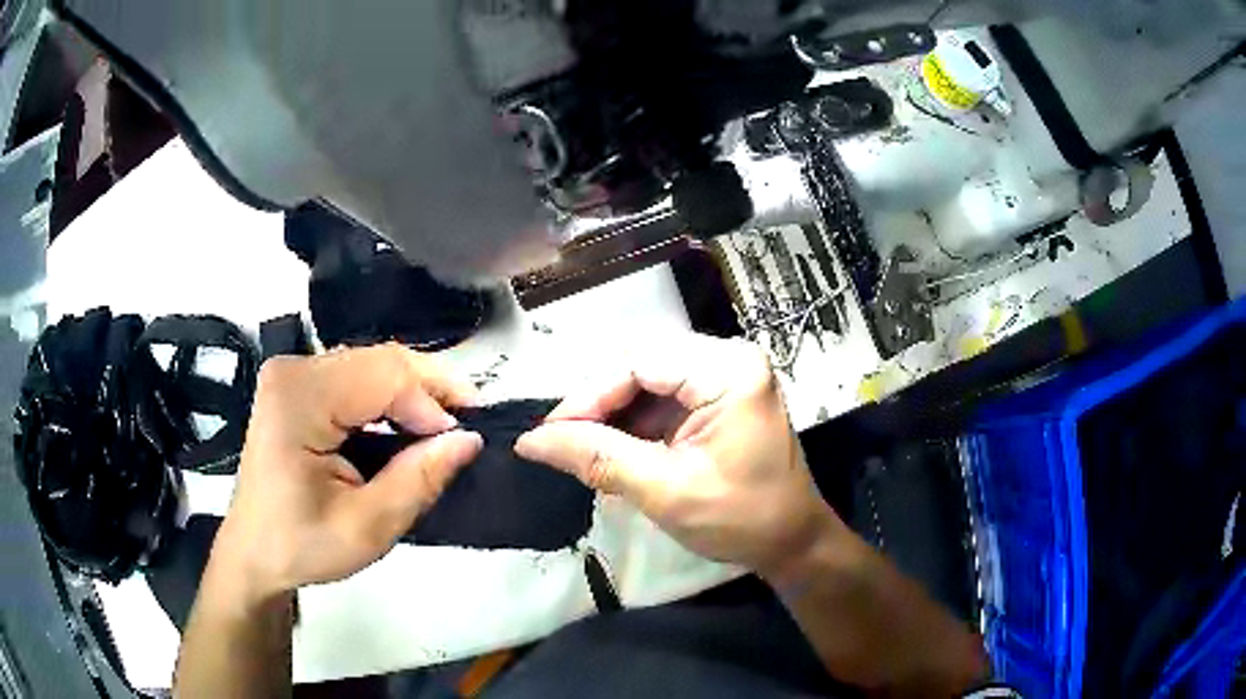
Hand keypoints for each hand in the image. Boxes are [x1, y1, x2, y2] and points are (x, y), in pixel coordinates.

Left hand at [213, 344, 483, 601]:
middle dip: (430, 391)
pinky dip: (389, 399)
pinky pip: (357, 377)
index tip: (463, 442)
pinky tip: (407, 424)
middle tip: (466, 428)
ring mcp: (293, 373)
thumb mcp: (367, 527)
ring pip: (373, 364)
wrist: (254, 553)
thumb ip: (419, 480)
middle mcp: (293, 370)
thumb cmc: (302, 545)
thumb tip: (469, 439)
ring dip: (413, 394)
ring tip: (443, 428)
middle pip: (381, 360)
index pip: (386, 376)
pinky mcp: (297, 385)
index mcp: (299, 399)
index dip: (433, 403)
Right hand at [515, 335, 844, 578]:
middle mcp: (728, 358)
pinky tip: (609, 447)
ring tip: (577, 447)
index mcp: (729, 370)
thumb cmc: (742, 520)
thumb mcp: (666, 492)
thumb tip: (531, 441)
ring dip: (610, 413)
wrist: (792, 542)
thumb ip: (597, 459)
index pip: (639, 362)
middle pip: (641, 365)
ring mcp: (725, 375)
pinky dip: (631, 422)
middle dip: (596, 404)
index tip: (547, 434)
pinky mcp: (718, 396)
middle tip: (558, 440)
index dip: (587, 396)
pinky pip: (662, 397)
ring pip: (646, 379)